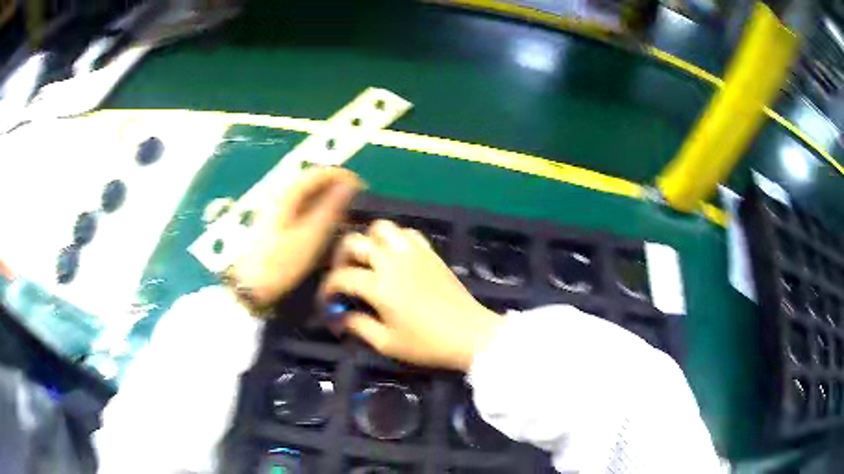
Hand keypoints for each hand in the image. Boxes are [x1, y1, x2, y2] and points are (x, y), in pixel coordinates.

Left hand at [230, 167, 363, 307]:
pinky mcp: (274, 221)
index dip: (346, 177)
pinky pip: (301, 206)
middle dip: (338, 188)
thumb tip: (349, 187)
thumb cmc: (280, 263)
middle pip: (314, 181)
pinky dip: (317, 210)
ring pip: (308, 194)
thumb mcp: (309, 237)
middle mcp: (280, 193)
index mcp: (288, 193)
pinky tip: (325, 225)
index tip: (365, 190)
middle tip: (358, 204)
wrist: (249, 286)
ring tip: (346, 216)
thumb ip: (330, 209)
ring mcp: (275, 207)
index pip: (321, 172)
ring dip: (328, 199)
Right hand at [321, 220, 501, 370]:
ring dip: (367, 241)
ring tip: (367, 261)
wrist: (470, 334)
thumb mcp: (387, 343)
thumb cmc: (428, 344)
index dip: (327, 289)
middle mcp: (392, 261)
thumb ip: (358, 326)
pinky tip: (393, 256)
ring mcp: (413, 252)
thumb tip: (339, 318)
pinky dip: (393, 238)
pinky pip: (406, 232)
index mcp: (379, 285)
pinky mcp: (430, 252)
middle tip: (342, 276)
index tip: (327, 302)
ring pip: (381, 228)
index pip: (341, 277)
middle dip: (340, 257)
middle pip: (354, 242)